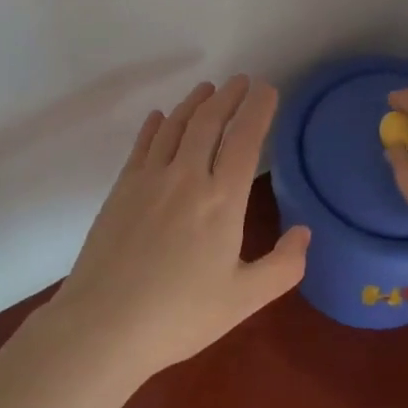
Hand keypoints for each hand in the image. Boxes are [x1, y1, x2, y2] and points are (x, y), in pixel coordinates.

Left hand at [48, 75, 309, 381]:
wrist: (103, 325)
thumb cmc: (179, 316)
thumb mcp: (244, 300)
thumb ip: (283, 266)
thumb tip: (304, 232)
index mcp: (222, 200)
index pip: (245, 138)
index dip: (258, 109)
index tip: (267, 89)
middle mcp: (186, 176)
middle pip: (209, 122)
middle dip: (228, 96)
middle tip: (240, 81)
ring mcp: (149, 178)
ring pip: (175, 125)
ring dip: (194, 103)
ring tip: (207, 89)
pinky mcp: (121, 188)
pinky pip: (143, 144)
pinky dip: (156, 125)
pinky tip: (160, 117)